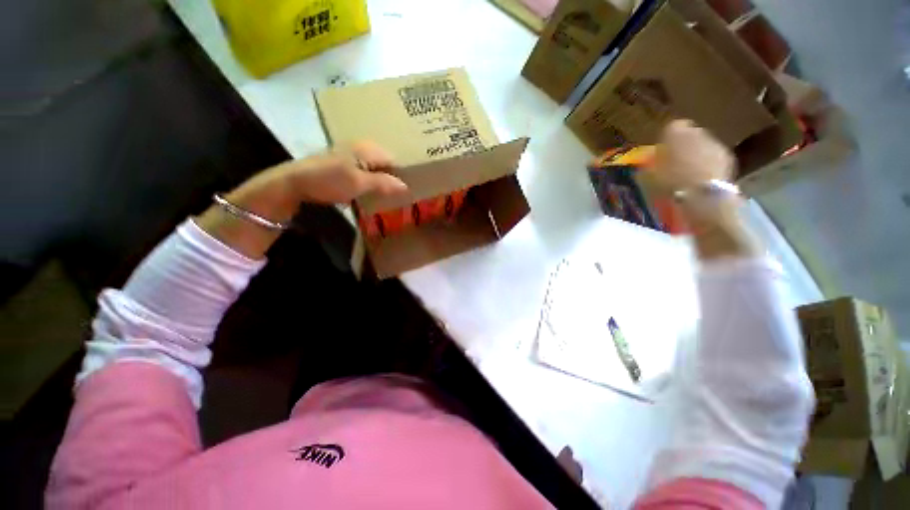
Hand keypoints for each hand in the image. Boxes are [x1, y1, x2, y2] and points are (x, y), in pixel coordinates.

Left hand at [287, 140, 407, 203]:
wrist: (296, 182)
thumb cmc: (329, 180)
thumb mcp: (359, 183)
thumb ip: (384, 183)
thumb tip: (406, 187)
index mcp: (368, 148)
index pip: (395, 160)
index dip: (403, 175)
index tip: (410, 190)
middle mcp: (363, 147)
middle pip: (387, 163)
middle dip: (394, 178)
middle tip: (401, 195)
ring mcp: (353, 154)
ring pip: (377, 168)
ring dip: (383, 181)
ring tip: (390, 196)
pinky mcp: (346, 163)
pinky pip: (367, 171)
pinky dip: (372, 181)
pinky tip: (373, 192)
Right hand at [652, 120, 733, 190]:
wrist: (702, 194)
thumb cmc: (669, 181)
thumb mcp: (650, 175)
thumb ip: (650, 165)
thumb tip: (647, 164)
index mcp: (675, 132)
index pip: (671, 127)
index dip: (666, 139)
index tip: (661, 151)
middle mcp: (697, 132)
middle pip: (689, 134)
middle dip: (682, 146)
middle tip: (673, 162)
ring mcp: (714, 143)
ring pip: (702, 145)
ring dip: (695, 155)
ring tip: (686, 173)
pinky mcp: (727, 157)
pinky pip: (712, 157)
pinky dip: (706, 164)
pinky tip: (700, 179)